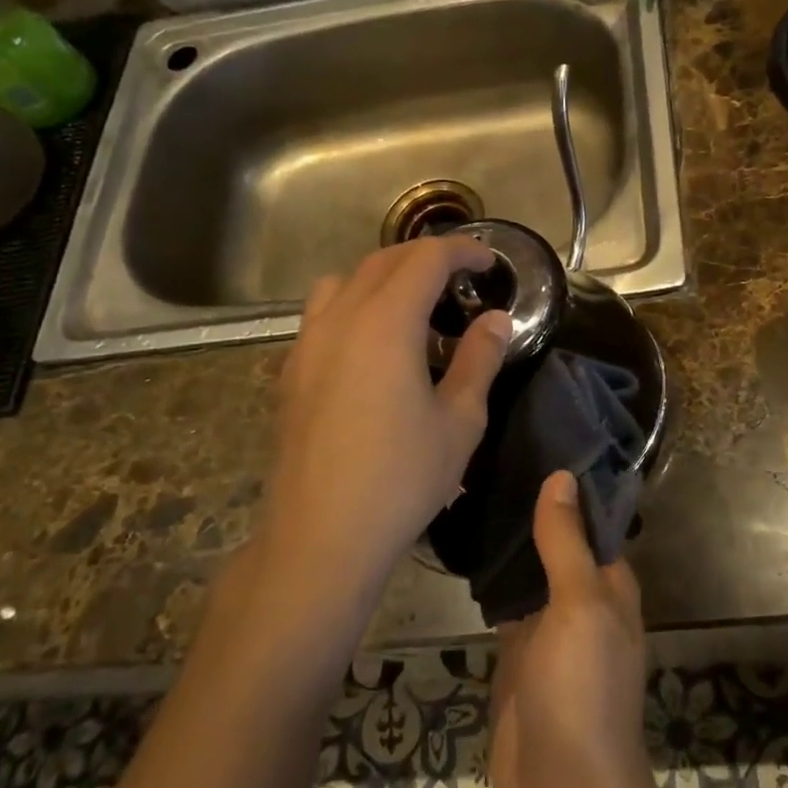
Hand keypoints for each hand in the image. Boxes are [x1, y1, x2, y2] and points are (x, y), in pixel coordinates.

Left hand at [262, 237, 510, 598]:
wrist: (322, 536)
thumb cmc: (402, 478)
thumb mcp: (460, 420)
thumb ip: (480, 359)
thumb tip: (495, 320)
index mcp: (386, 324)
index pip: (425, 259)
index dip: (461, 250)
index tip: (488, 261)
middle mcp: (341, 319)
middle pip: (383, 261)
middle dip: (425, 257)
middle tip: (461, 277)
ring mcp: (308, 345)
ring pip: (344, 281)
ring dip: (383, 276)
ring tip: (412, 304)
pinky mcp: (291, 372)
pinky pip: (322, 314)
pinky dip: (353, 305)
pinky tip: (372, 346)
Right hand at [491, 472, 662, 787]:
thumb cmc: (583, 692)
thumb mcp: (580, 608)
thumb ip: (567, 543)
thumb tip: (563, 475)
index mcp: (610, 582)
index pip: (590, 517)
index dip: (566, 482)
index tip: (532, 438)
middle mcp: (582, 598)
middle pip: (557, 540)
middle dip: (531, 506)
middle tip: (487, 456)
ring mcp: (547, 628)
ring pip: (528, 570)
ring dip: (508, 540)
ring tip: (469, 488)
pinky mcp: (516, 654)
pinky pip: (504, 605)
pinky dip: (489, 580)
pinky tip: (462, 547)